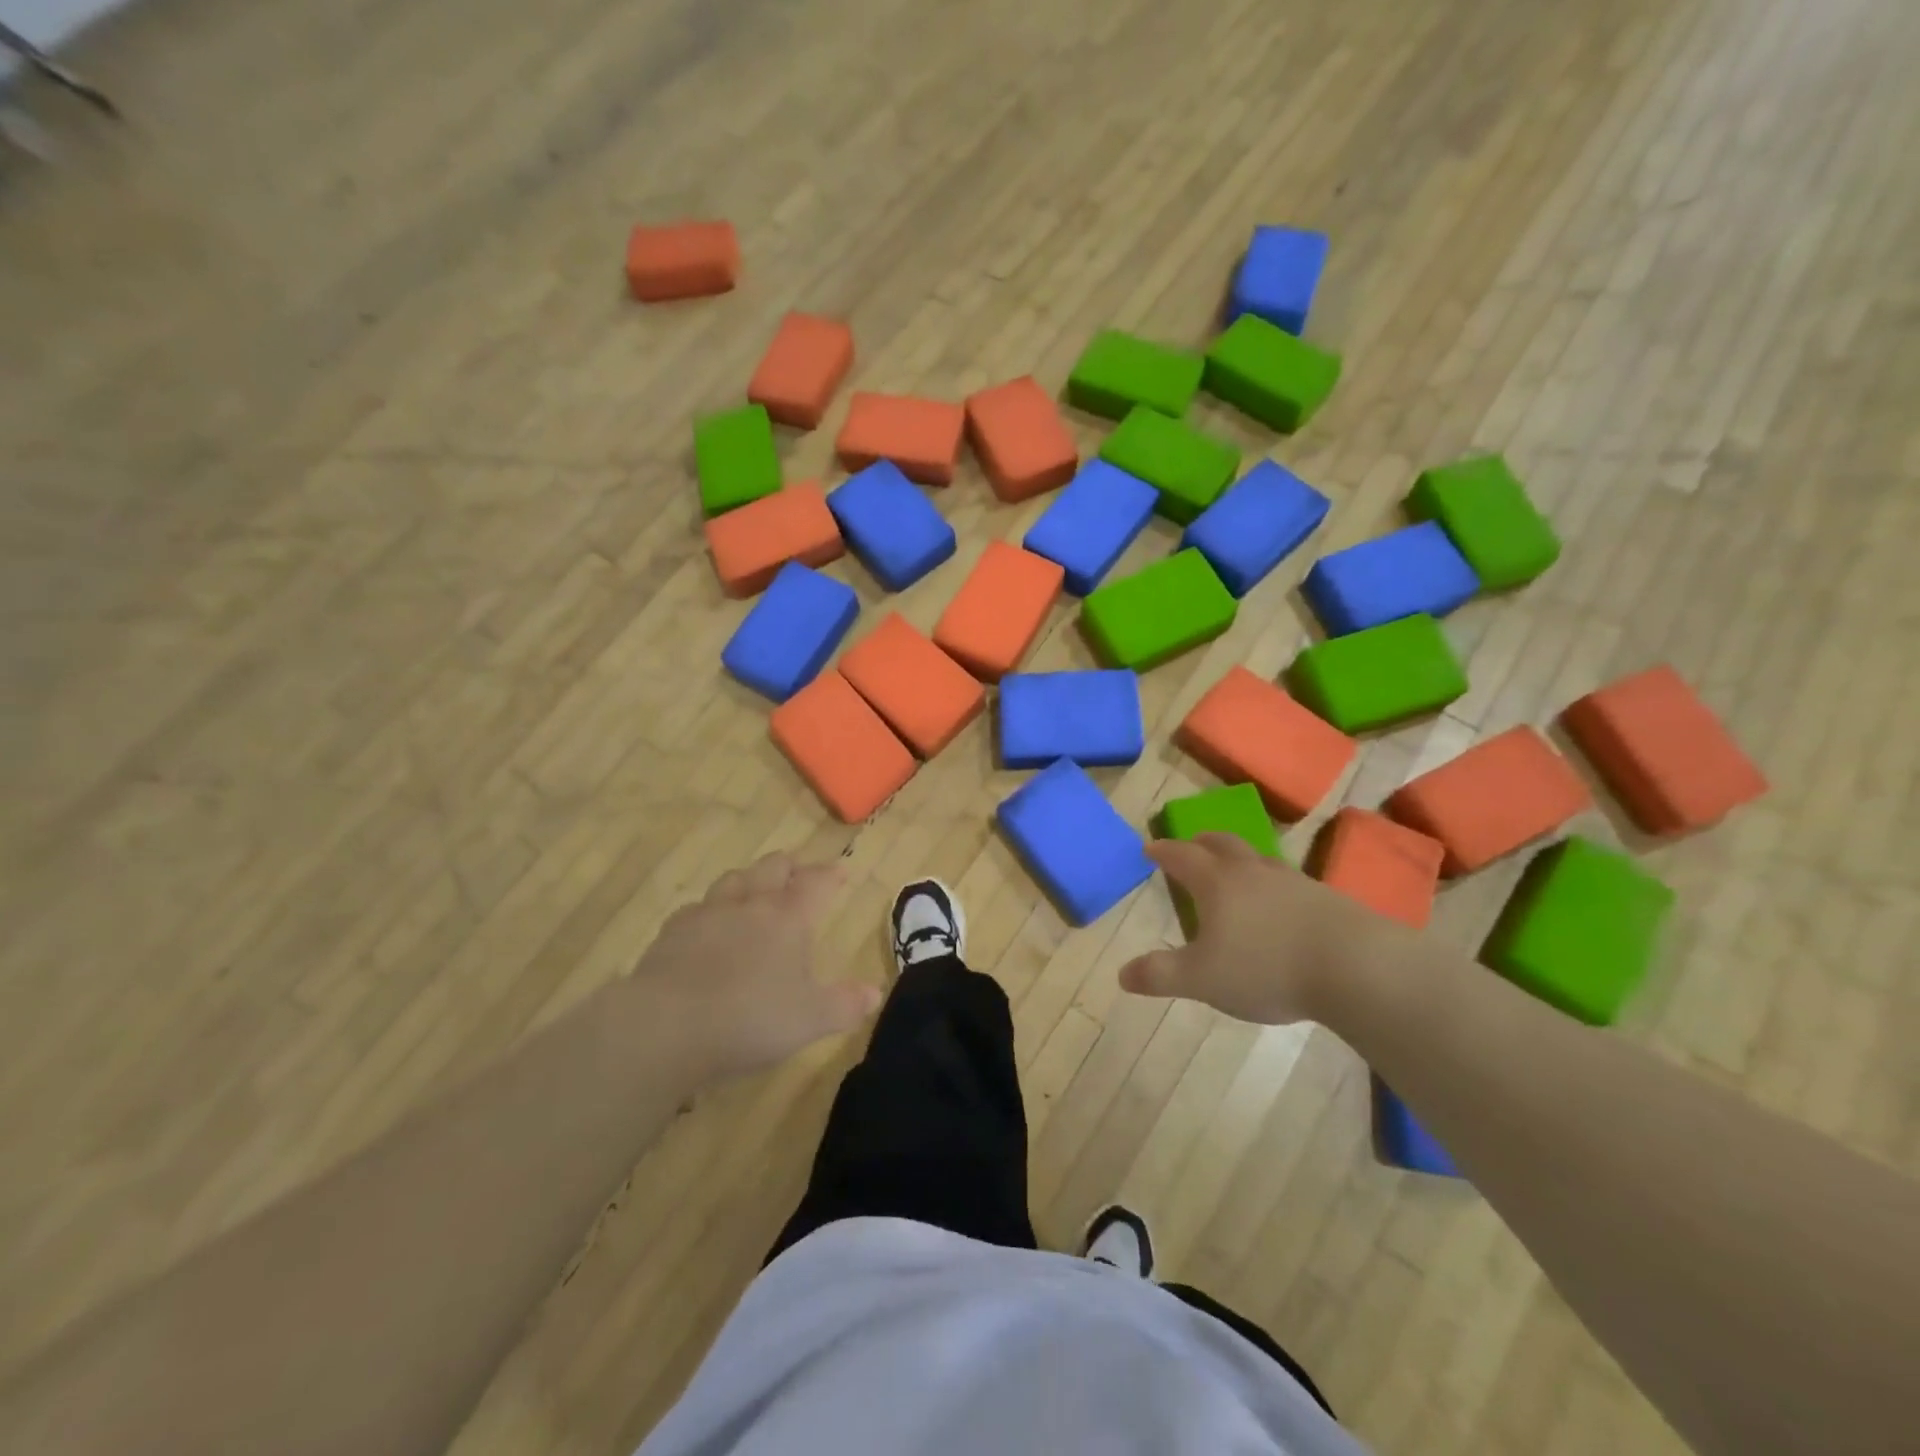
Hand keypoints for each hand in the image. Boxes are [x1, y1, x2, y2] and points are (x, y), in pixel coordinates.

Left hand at [628, 853, 882, 1082]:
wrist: (666, 1026)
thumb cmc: (750, 1019)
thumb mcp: (810, 1020)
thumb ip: (846, 1005)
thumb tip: (875, 993)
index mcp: (789, 919)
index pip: (816, 884)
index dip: (830, 875)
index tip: (840, 872)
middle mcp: (751, 905)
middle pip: (772, 868)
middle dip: (789, 866)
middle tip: (797, 871)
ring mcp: (708, 914)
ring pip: (734, 879)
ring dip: (749, 878)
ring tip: (755, 887)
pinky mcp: (673, 932)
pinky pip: (697, 908)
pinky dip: (711, 909)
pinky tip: (708, 923)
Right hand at [1119, 833, 1402, 1025]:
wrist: (1355, 967)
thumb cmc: (1266, 967)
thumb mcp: (1202, 979)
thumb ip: (1160, 975)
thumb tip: (1122, 975)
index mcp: (1217, 882)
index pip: (1182, 856)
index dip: (1163, 851)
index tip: (1150, 848)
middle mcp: (1252, 872)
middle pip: (1222, 844)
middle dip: (1201, 843)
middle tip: (1191, 846)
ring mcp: (1293, 882)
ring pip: (1259, 859)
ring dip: (1240, 860)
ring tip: (1236, 873)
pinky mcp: (1326, 899)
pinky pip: (1289, 882)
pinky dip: (1272, 885)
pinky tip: (1280, 906)